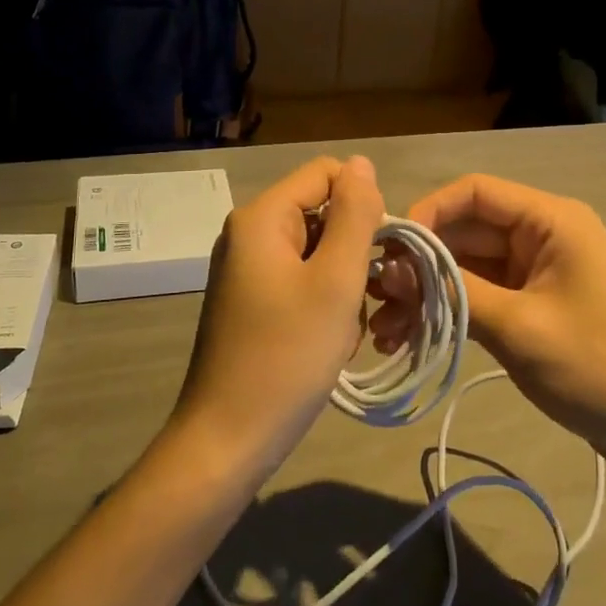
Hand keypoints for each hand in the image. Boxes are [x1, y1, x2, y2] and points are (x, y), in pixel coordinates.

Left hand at [171, 155, 385, 482]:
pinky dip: (324, 303)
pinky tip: (329, 341)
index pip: (327, 173)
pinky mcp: (252, 301)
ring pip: (318, 251)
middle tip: (365, 298)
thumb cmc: (287, 357)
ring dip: (343, 283)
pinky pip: (302, 281)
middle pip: (322, 213)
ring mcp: (248, 269)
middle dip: (354, 250)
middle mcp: (249, 234)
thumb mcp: (335, 281)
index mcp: (262, 218)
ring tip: (344, 328)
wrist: (227, 441)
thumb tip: (362, 164)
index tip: (377, 252)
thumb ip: (354, 215)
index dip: (363, 203)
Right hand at [372, 174, 605, 476]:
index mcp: (550, 221)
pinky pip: (478, 295)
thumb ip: (456, 293)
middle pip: (465, 231)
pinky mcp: (530, 305)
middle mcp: (539, 235)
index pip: (474, 192)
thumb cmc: (601, 367)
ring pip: (466, 266)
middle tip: (375, 299)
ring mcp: (534, 272)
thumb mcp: (521, 328)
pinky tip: (410, 340)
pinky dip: (447, 312)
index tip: (390, 251)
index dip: (428, 212)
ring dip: (426, 293)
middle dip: (419, 263)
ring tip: (384, 331)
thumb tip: (394, 270)